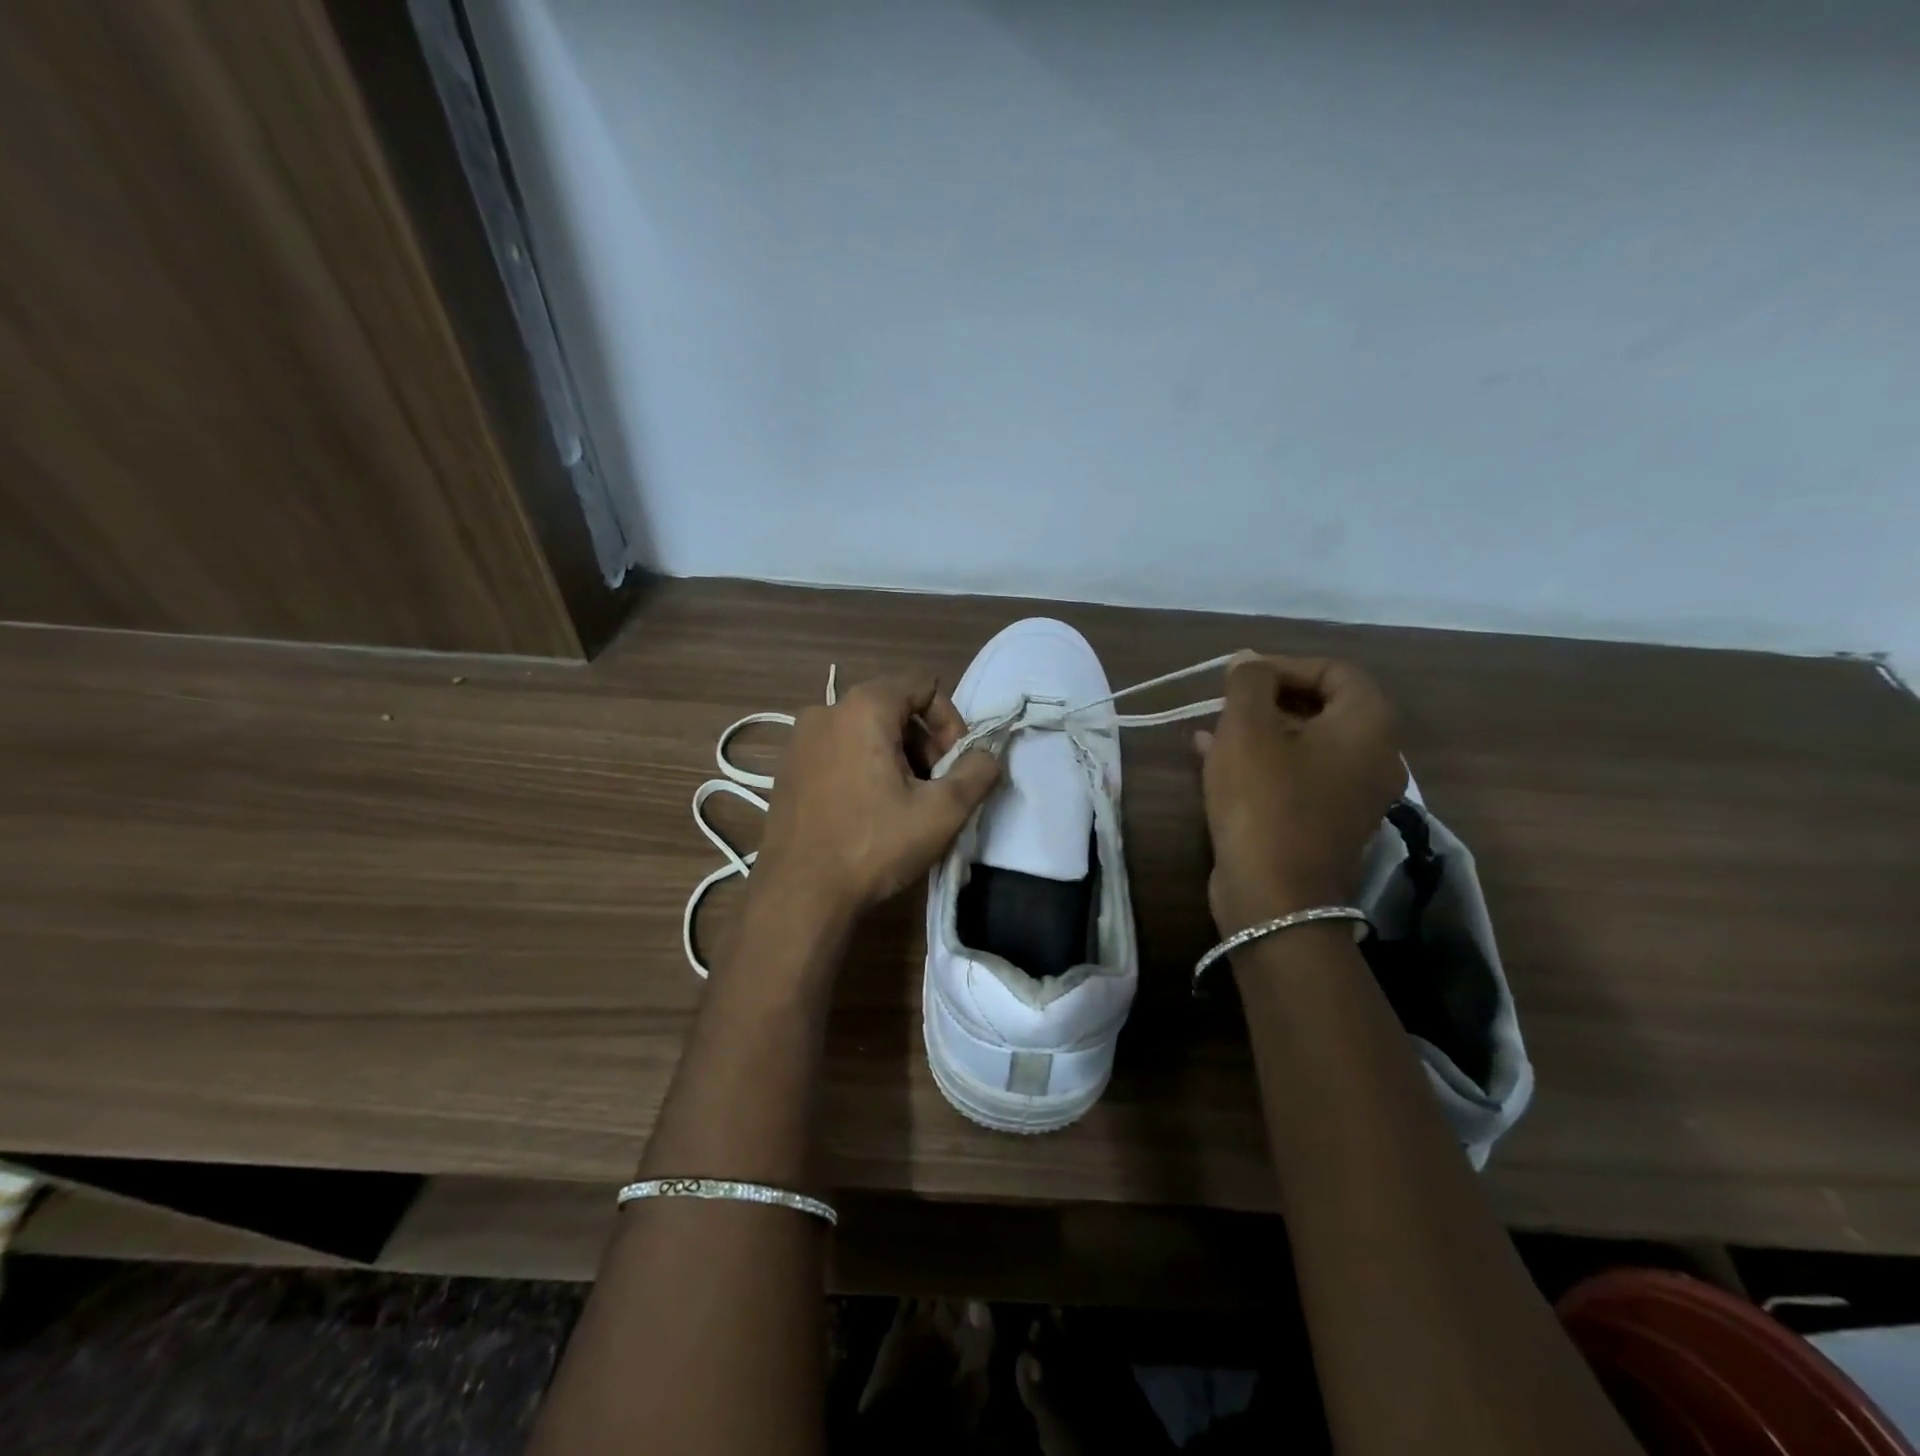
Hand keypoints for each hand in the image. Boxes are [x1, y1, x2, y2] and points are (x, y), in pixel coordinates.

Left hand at [753, 674, 1001, 918]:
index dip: (950, 721)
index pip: (923, 685)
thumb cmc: (873, 845)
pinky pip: (839, 751)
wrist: (799, 894)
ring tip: (904, 804)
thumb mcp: (941, 811)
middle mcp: (825, 711)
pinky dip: (864, 767)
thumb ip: (977, 772)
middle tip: (934, 788)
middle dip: (924, 743)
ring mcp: (800, 740)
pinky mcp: (788, 767)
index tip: (955, 765)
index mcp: (863, 707)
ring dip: (896, 758)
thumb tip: (987, 755)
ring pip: (866, 731)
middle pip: (894, 708)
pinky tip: (869, 811)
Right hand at [1195, 655, 1402, 934]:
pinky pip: (1296, 775)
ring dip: (1259, 729)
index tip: (1240, 675)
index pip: (1335, 671)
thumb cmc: (1264, 800)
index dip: (1285, 664)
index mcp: (1368, 726)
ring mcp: (1351, 794)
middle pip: (1322, 707)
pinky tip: (1212, 757)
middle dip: (1268, 698)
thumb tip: (1249, 662)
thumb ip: (1249, 683)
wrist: (1274, 896)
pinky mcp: (1325, 822)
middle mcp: (1373, 756)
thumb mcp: (1247, 729)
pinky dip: (1261, 761)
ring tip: (1210, 727)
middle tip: (1224, 701)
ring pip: (1304, 743)